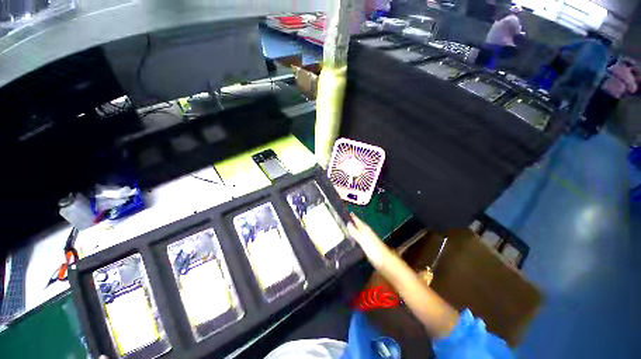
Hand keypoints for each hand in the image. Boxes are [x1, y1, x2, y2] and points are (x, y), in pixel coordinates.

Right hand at [347, 214, 385, 265]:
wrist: (385, 261)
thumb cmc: (373, 249)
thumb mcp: (363, 240)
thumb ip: (355, 232)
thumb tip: (348, 223)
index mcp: (366, 229)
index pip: (358, 221)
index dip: (353, 217)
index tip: (346, 212)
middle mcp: (367, 232)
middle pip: (358, 225)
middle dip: (352, 222)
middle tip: (342, 220)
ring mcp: (368, 239)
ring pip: (359, 232)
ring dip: (353, 230)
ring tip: (344, 229)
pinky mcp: (368, 247)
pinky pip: (359, 239)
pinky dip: (355, 237)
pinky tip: (352, 240)